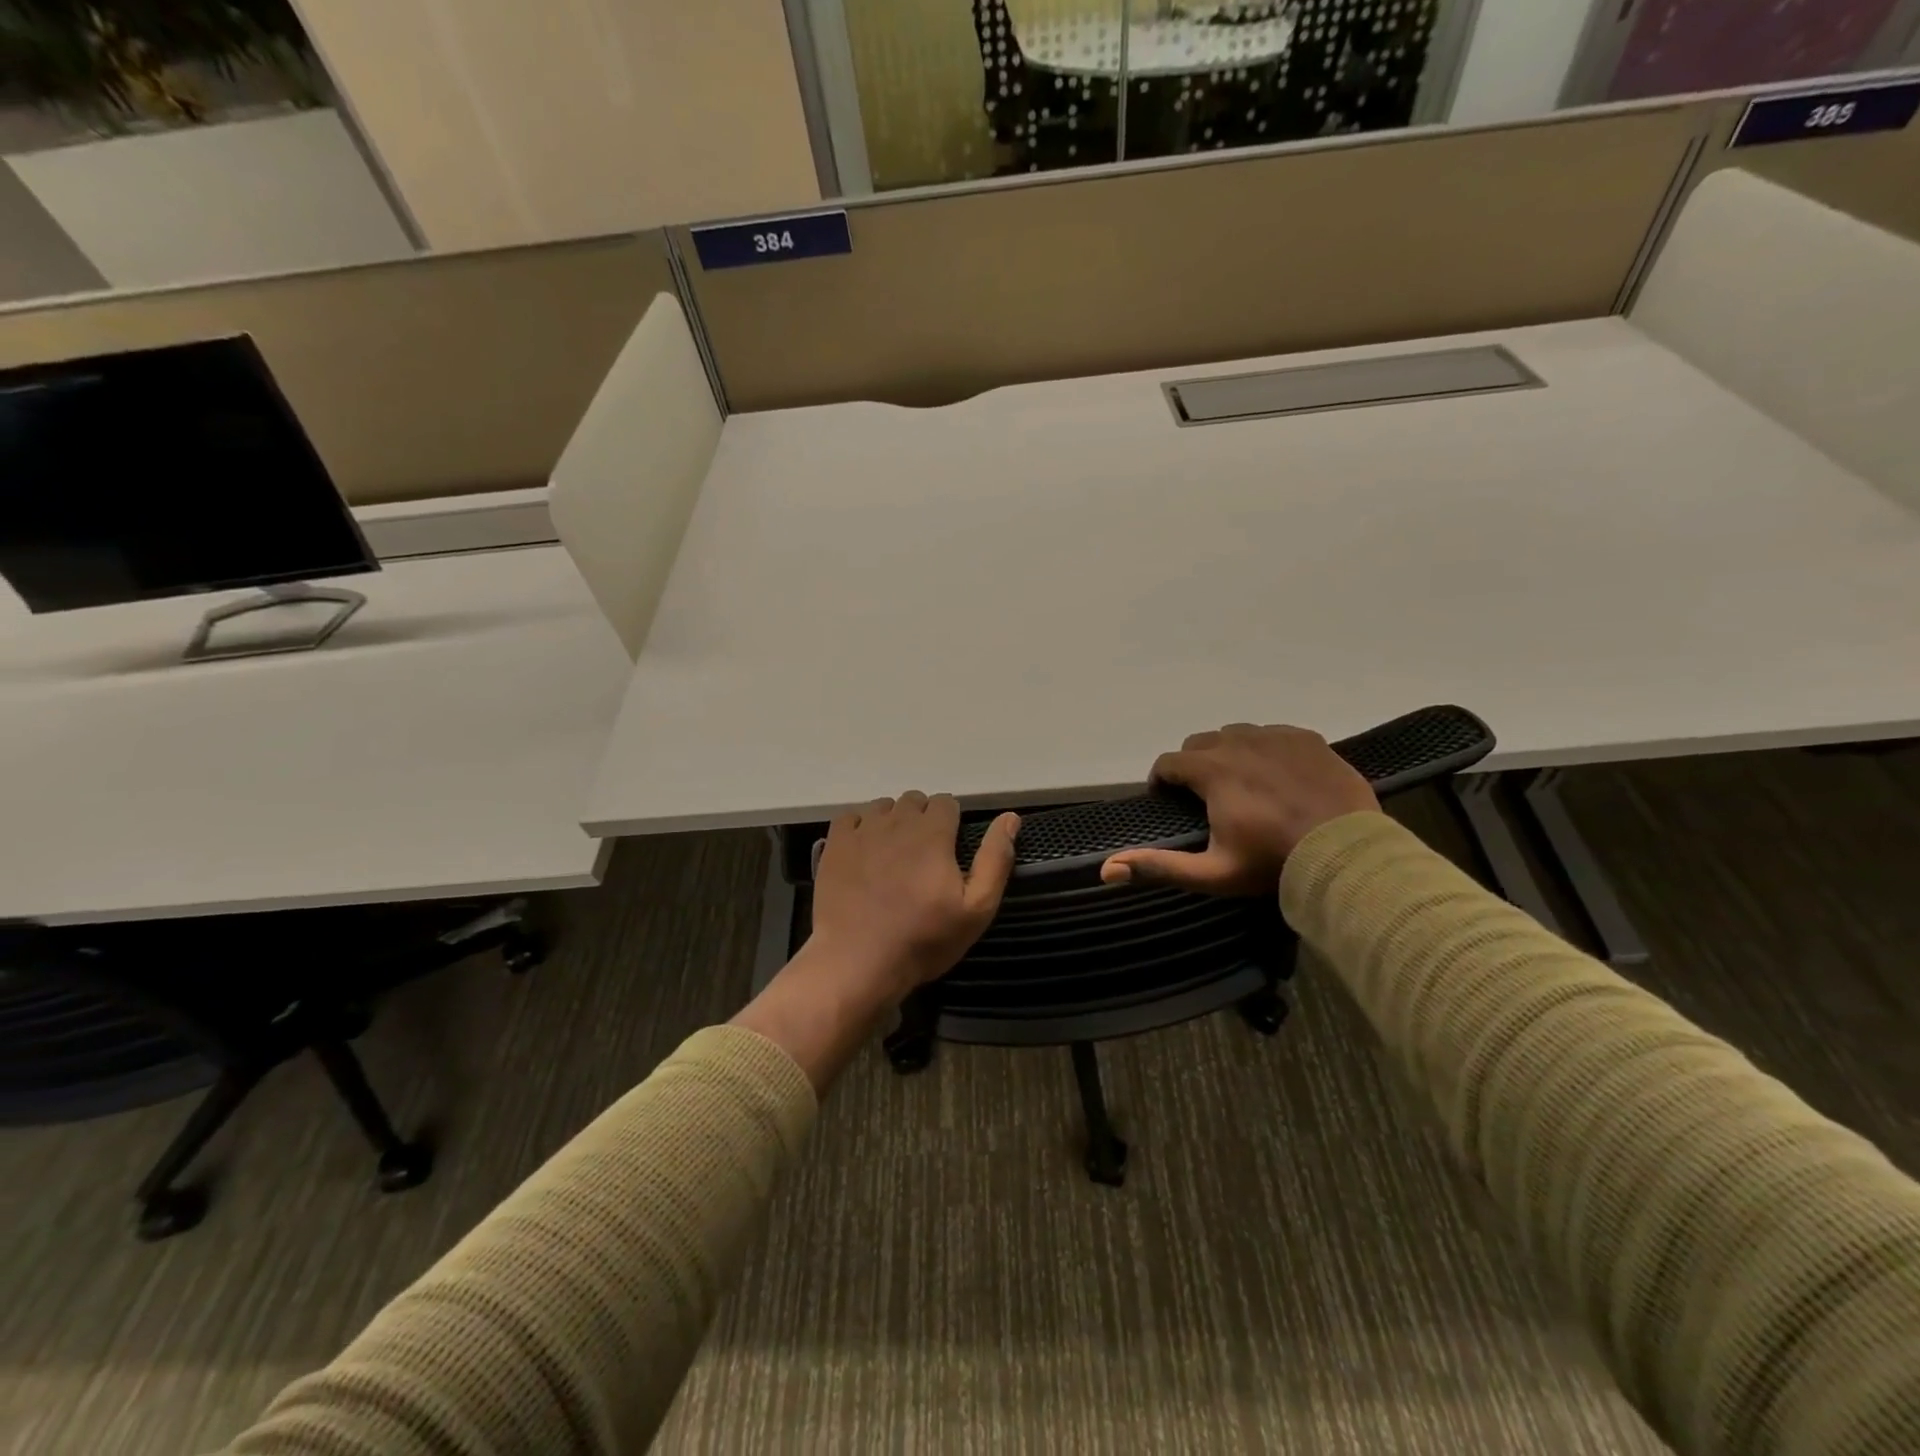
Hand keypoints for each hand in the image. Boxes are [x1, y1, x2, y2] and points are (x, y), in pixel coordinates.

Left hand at [810, 792, 1019, 1000]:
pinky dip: (860, 828)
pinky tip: (864, 853)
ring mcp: (862, 831)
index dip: (952, 822)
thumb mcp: (976, 909)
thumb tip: (1011, 818)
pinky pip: (851, 817)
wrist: (857, 962)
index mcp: (933, 833)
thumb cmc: (923, 939)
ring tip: (894, 856)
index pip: (946, 802)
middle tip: (924, 856)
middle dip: (923, 819)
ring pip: (883, 806)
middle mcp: (897, 821)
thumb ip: (995, 859)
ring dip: (893, 822)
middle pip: (914, 800)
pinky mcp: (834, 845)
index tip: (950, 850)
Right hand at [1100, 724, 1377, 895]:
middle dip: (1193, 765)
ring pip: (1236, 734)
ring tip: (1240, 783)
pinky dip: (1265, 750)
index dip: (1161, 780)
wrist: (1347, 855)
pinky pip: (1274, 734)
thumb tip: (1107, 870)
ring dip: (1228, 753)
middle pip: (1200, 743)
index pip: (1169, 761)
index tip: (1167, 800)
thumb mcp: (1212, 873)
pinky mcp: (1308, 739)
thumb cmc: (1273, 864)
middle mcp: (1239, 743)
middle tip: (1205, 796)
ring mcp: (1277, 737)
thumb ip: (1158, 867)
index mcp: (1212, 770)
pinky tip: (1277, 776)